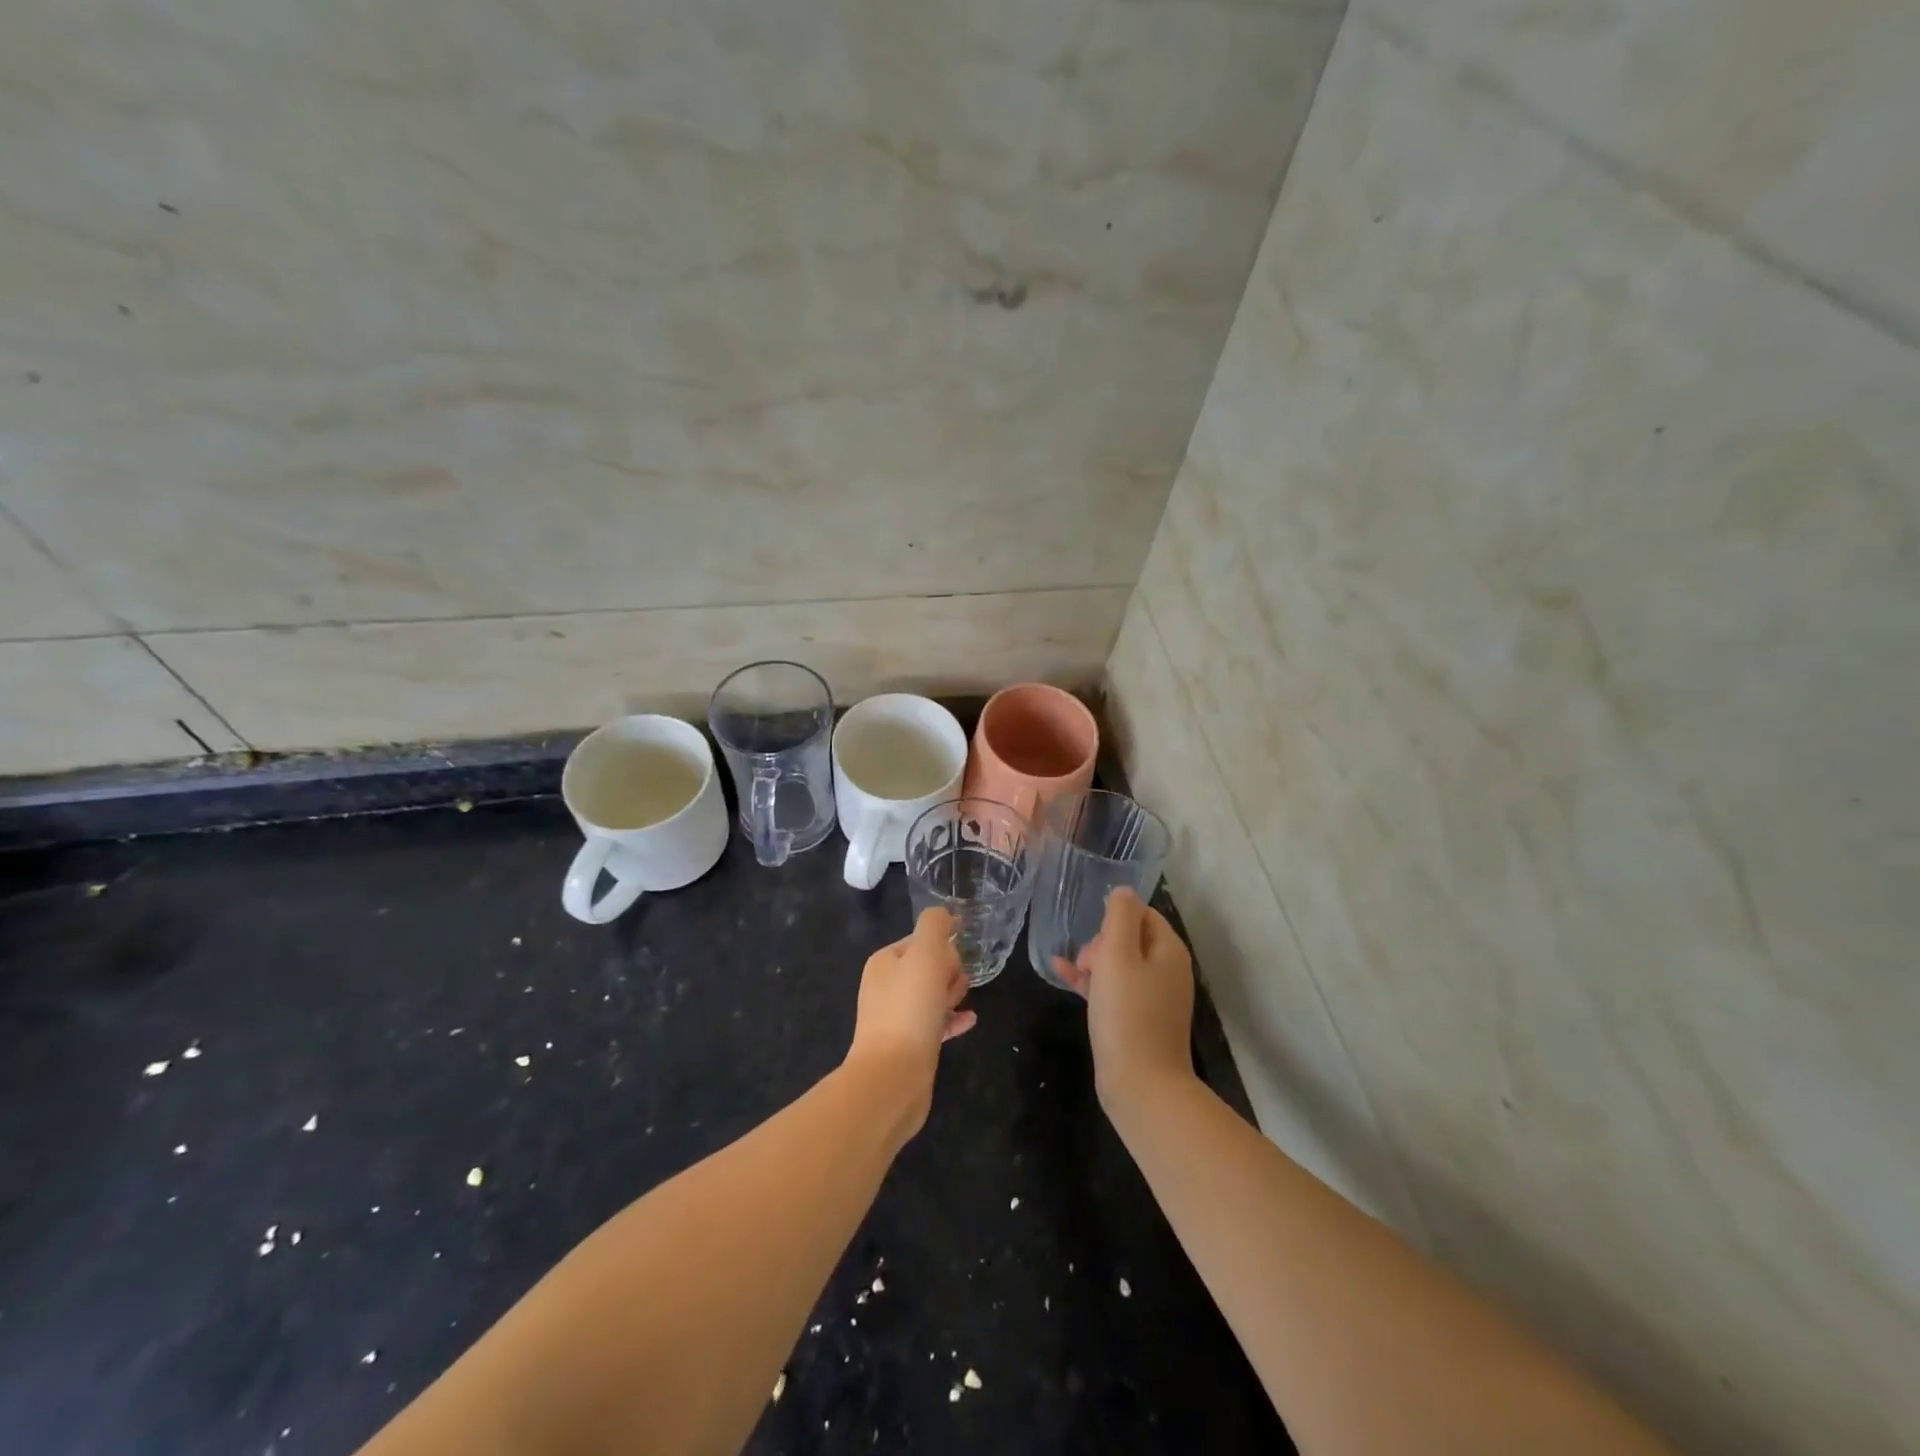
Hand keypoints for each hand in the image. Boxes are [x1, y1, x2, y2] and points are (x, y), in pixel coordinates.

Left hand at [846, 907, 975, 1140]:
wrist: (893, 1076)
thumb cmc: (910, 1008)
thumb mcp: (925, 954)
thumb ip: (936, 926)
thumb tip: (946, 915)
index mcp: (885, 962)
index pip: (921, 940)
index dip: (943, 948)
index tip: (954, 961)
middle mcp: (886, 987)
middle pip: (928, 967)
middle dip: (949, 971)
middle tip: (956, 986)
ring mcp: (896, 1018)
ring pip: (933, 995)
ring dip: (952, 994)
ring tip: (963, 1002)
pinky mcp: (909, 1046)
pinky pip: (936, 1024)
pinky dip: (953, 1019)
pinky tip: (970, 1020)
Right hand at [1054, 889, 1195, 1113]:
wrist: (1141, 1086)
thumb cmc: (1128, 1014)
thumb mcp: (1118, 956)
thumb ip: (1120, 917)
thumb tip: (1123, 891)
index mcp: (1169, 950)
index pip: (1142, 913)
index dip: (1114, 918)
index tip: (1094, 935)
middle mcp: (1166, 970)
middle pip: (1130, 937)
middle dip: (1102, 942)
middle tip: (1087, 963)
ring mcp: (1153, 998)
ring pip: (1119, 964)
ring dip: (1092, 961)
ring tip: (1072, 970)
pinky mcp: (1138, 1020)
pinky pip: (1113, 989)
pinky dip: (1091, 981)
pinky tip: (1062, 975)